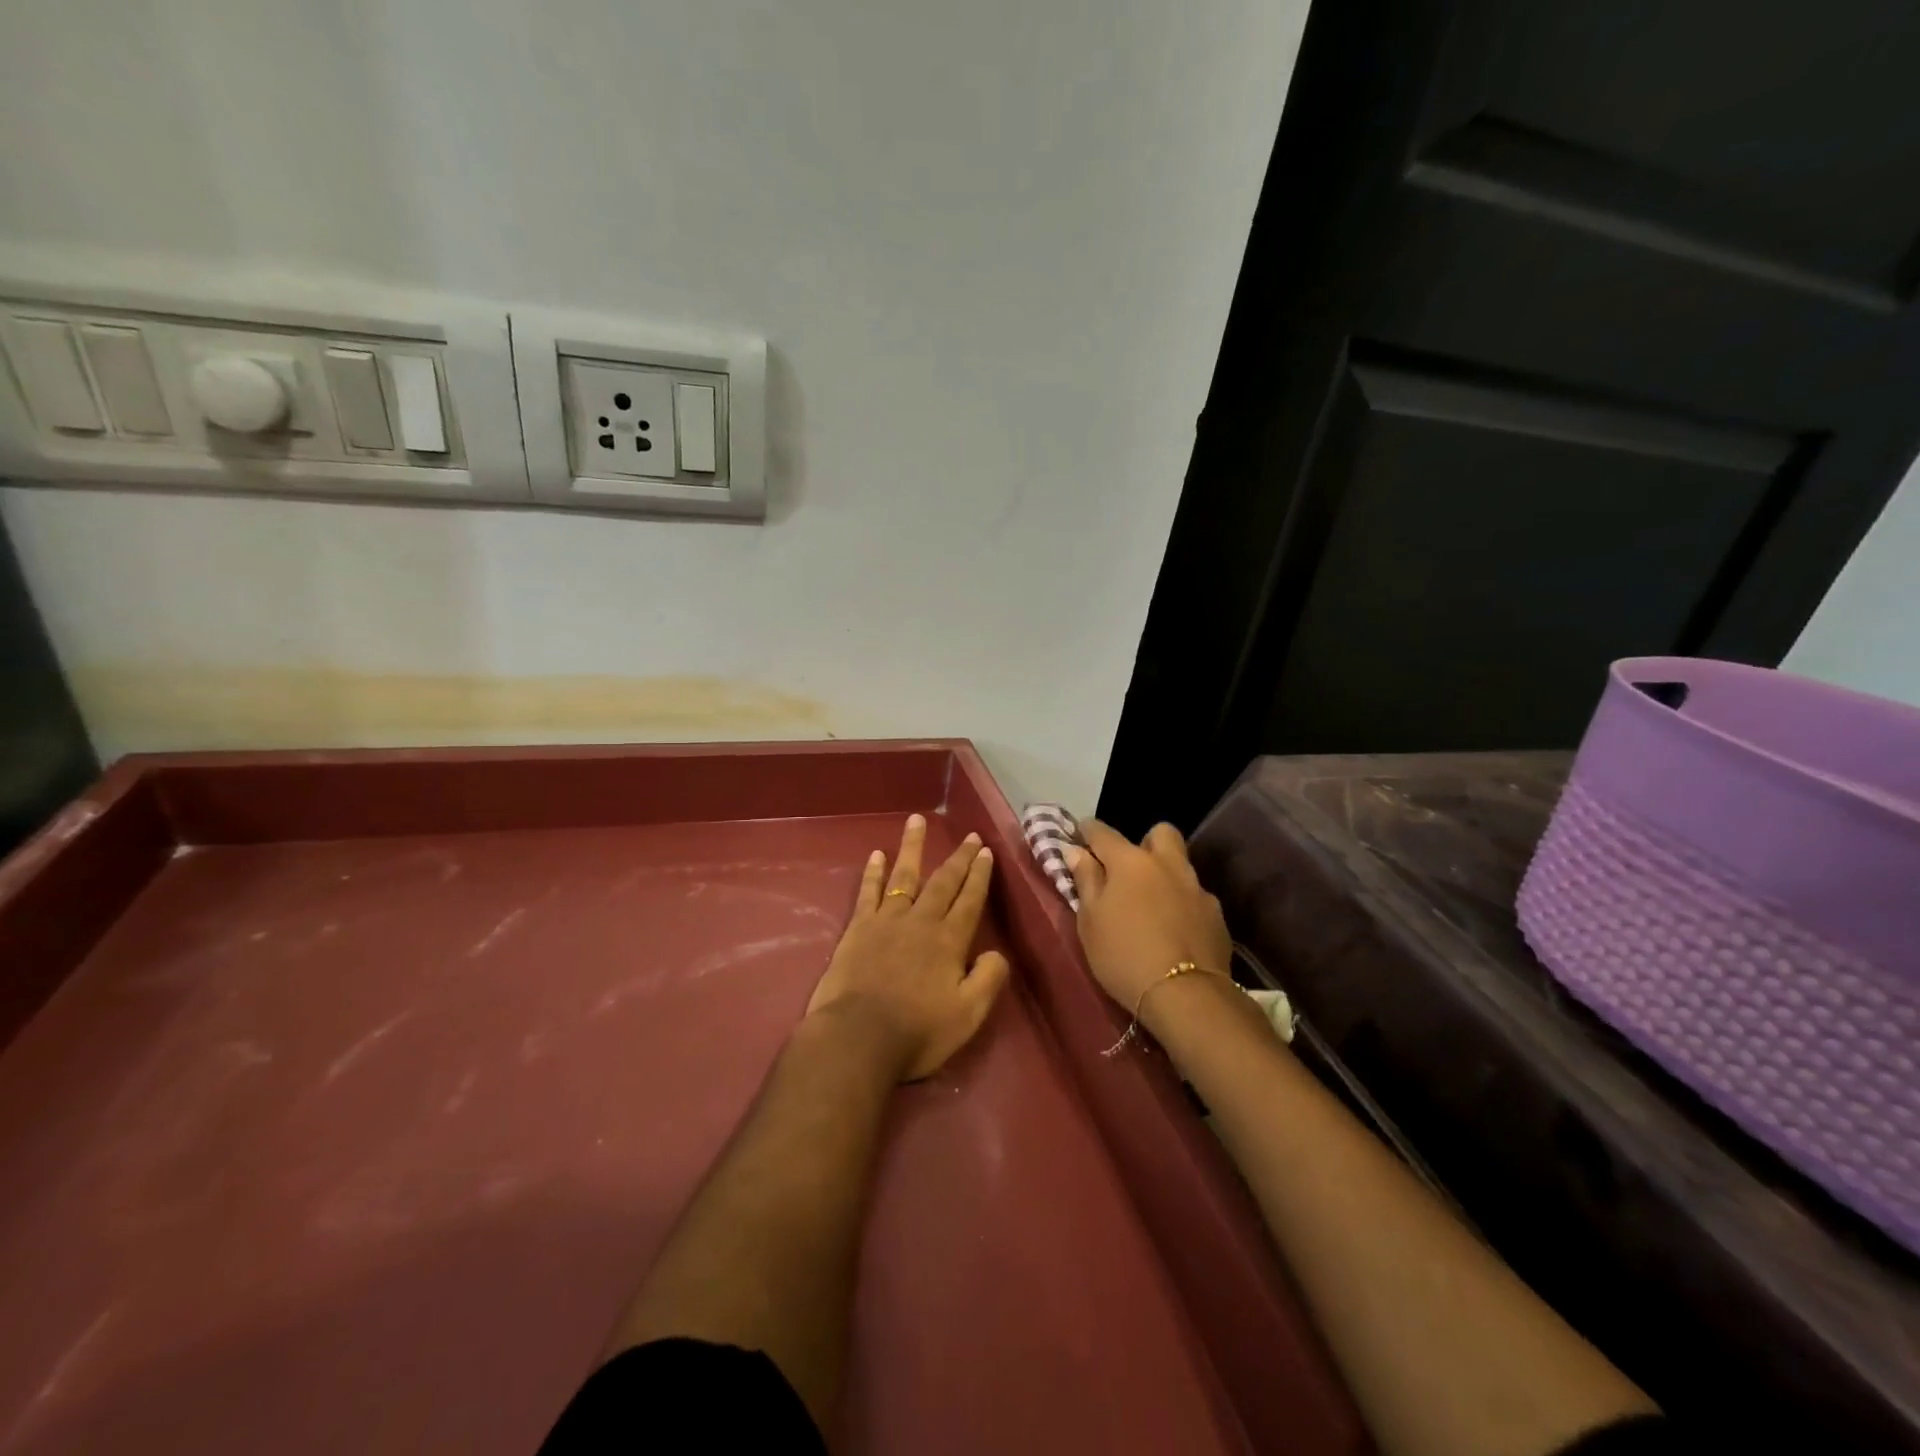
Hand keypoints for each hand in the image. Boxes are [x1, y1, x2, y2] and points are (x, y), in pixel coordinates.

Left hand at [806, 814, 1011, 1081]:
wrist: (858, 1038)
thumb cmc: (918, 1032)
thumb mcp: (968, 1014)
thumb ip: (988, 979)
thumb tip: (996, 953)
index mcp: (949, 941)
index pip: (970, 900)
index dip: (979, 875)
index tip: (986, 851)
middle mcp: (921, 921)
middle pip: (943, 882)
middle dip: (958, 858)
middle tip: (969, 836)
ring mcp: (886, 921)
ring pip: (904, 875)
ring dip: (913, 847)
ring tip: (916, 820)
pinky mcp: (858, 929)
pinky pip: (868, 892)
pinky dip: (873, 872)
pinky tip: (877, 854)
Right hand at [1067, 821, 1232, 1023]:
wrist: (1186, 995)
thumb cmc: (1123, 955)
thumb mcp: (1090, 921)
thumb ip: (1085, 880)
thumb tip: (1077, 851)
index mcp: (1131, 862)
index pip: (1103, 832)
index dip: (1088, 831)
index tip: (1079, 835)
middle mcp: (1167, 864)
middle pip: (1160, 833)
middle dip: (1143, 843)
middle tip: (1128, 870)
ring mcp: (1196, 888)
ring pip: (1180, 865)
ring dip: (1165, 874)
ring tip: (1151, 904)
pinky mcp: (1216, 915)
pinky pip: (1195, 896)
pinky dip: (1182, 904)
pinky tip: (1174, 930)